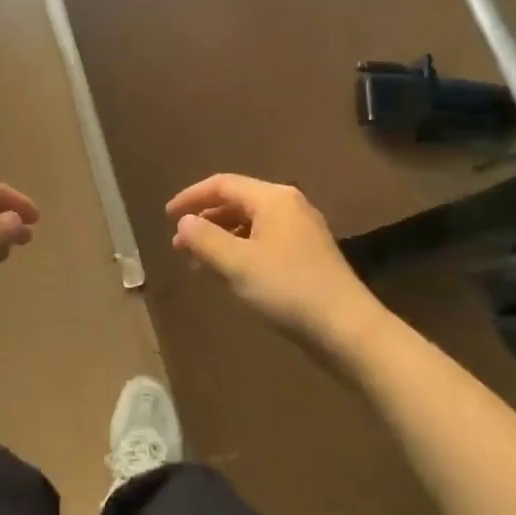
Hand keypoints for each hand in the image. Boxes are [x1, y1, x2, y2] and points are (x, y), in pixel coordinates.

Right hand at [166, 174, 384, 361]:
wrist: (348, 330)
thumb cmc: (288, 289)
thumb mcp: (238, 264)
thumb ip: (205, 239)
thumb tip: (185, 222)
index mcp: (273, 199)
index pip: (222, 184)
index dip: (191, 197)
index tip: (166, 216)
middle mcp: (288, 206)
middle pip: (237, 202)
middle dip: (205, 220)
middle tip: (179, 245)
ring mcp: (301, 231)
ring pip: (250, 224)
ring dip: (220, 238)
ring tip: (197, 263)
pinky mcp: (307, 256)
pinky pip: (263, 242)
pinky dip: (239, 251)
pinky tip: (228, 274)